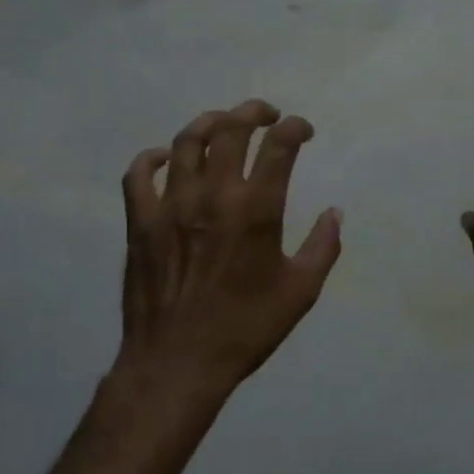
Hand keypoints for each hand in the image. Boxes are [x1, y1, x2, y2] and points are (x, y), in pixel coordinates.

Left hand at [114, 100, 341, 406]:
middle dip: (253, 111)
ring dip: (209, 123)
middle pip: (231, 128)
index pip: (280, 145)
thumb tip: (334, 212)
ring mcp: (172, 204)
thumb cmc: (246, 328)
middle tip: (265, 115)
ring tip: (223, 125)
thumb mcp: (301, 292)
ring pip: (186, 141)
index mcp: (257, 209)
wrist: (178, 362)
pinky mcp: (141, 221)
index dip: (295, 127)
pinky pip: (139, 174)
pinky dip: (152, 157)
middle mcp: (214, 194)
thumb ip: (323, 247)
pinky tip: (165, 158)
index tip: (303, 131)